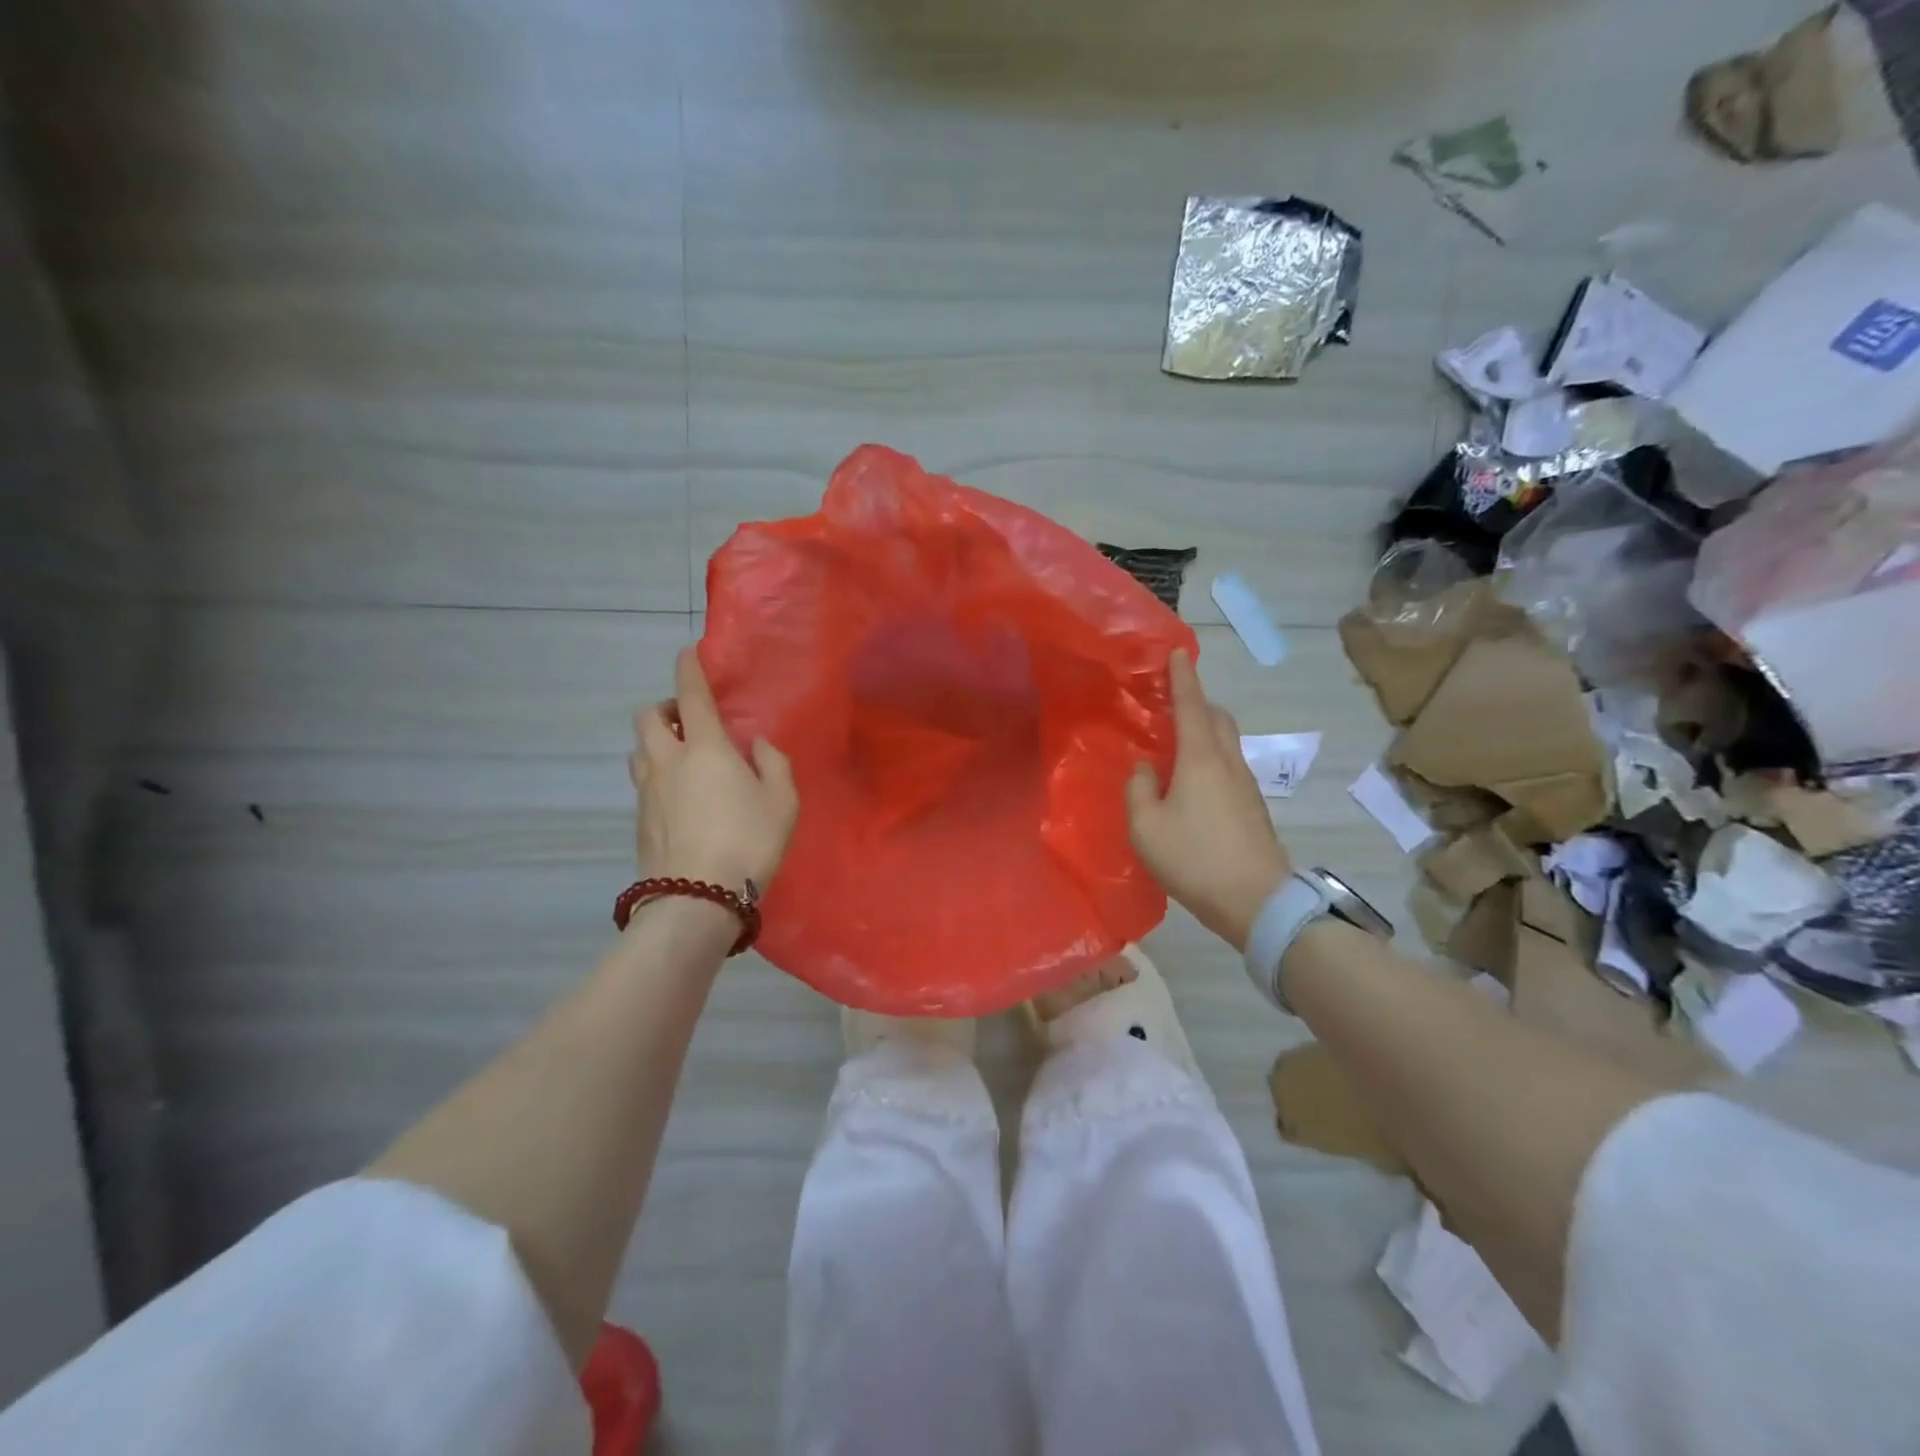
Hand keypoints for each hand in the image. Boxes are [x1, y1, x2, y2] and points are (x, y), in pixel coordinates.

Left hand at [631, 648, 798, 892]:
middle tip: (690, 722)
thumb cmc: (748, 842)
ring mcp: (647, 791)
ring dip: (656, 742)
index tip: (688, 652)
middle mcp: (668, 760)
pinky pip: (643, 781)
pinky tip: (681, 798)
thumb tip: (759, 746)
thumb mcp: (782, 801)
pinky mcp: (639, 819)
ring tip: (683, 758)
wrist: (697, 898)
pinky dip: (657, 775)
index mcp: (705, 748)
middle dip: (665, 708)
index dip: (688, 668)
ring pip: (639, 748)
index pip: (690, 694)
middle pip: (648, 716)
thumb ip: (773, 764)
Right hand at [1125, 650, 1293, 951]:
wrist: (1257, 900)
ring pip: (1225, 742)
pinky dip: (1210, 758)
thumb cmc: (1194, 858)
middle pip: (1216, 718)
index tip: (1177, 653)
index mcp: (1200, 759)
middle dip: (1197, 702)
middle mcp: (1227, 762)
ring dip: (1204, 731)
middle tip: (1171, 704)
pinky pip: (1228, 766)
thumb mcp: (1146, 827)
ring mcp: (1245, 785)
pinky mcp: (1253, 807)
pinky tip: (1192, 784)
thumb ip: (1139, 789)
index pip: (1191, 705)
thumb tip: (1145, 768)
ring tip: (1176, 745)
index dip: (1183, 677)